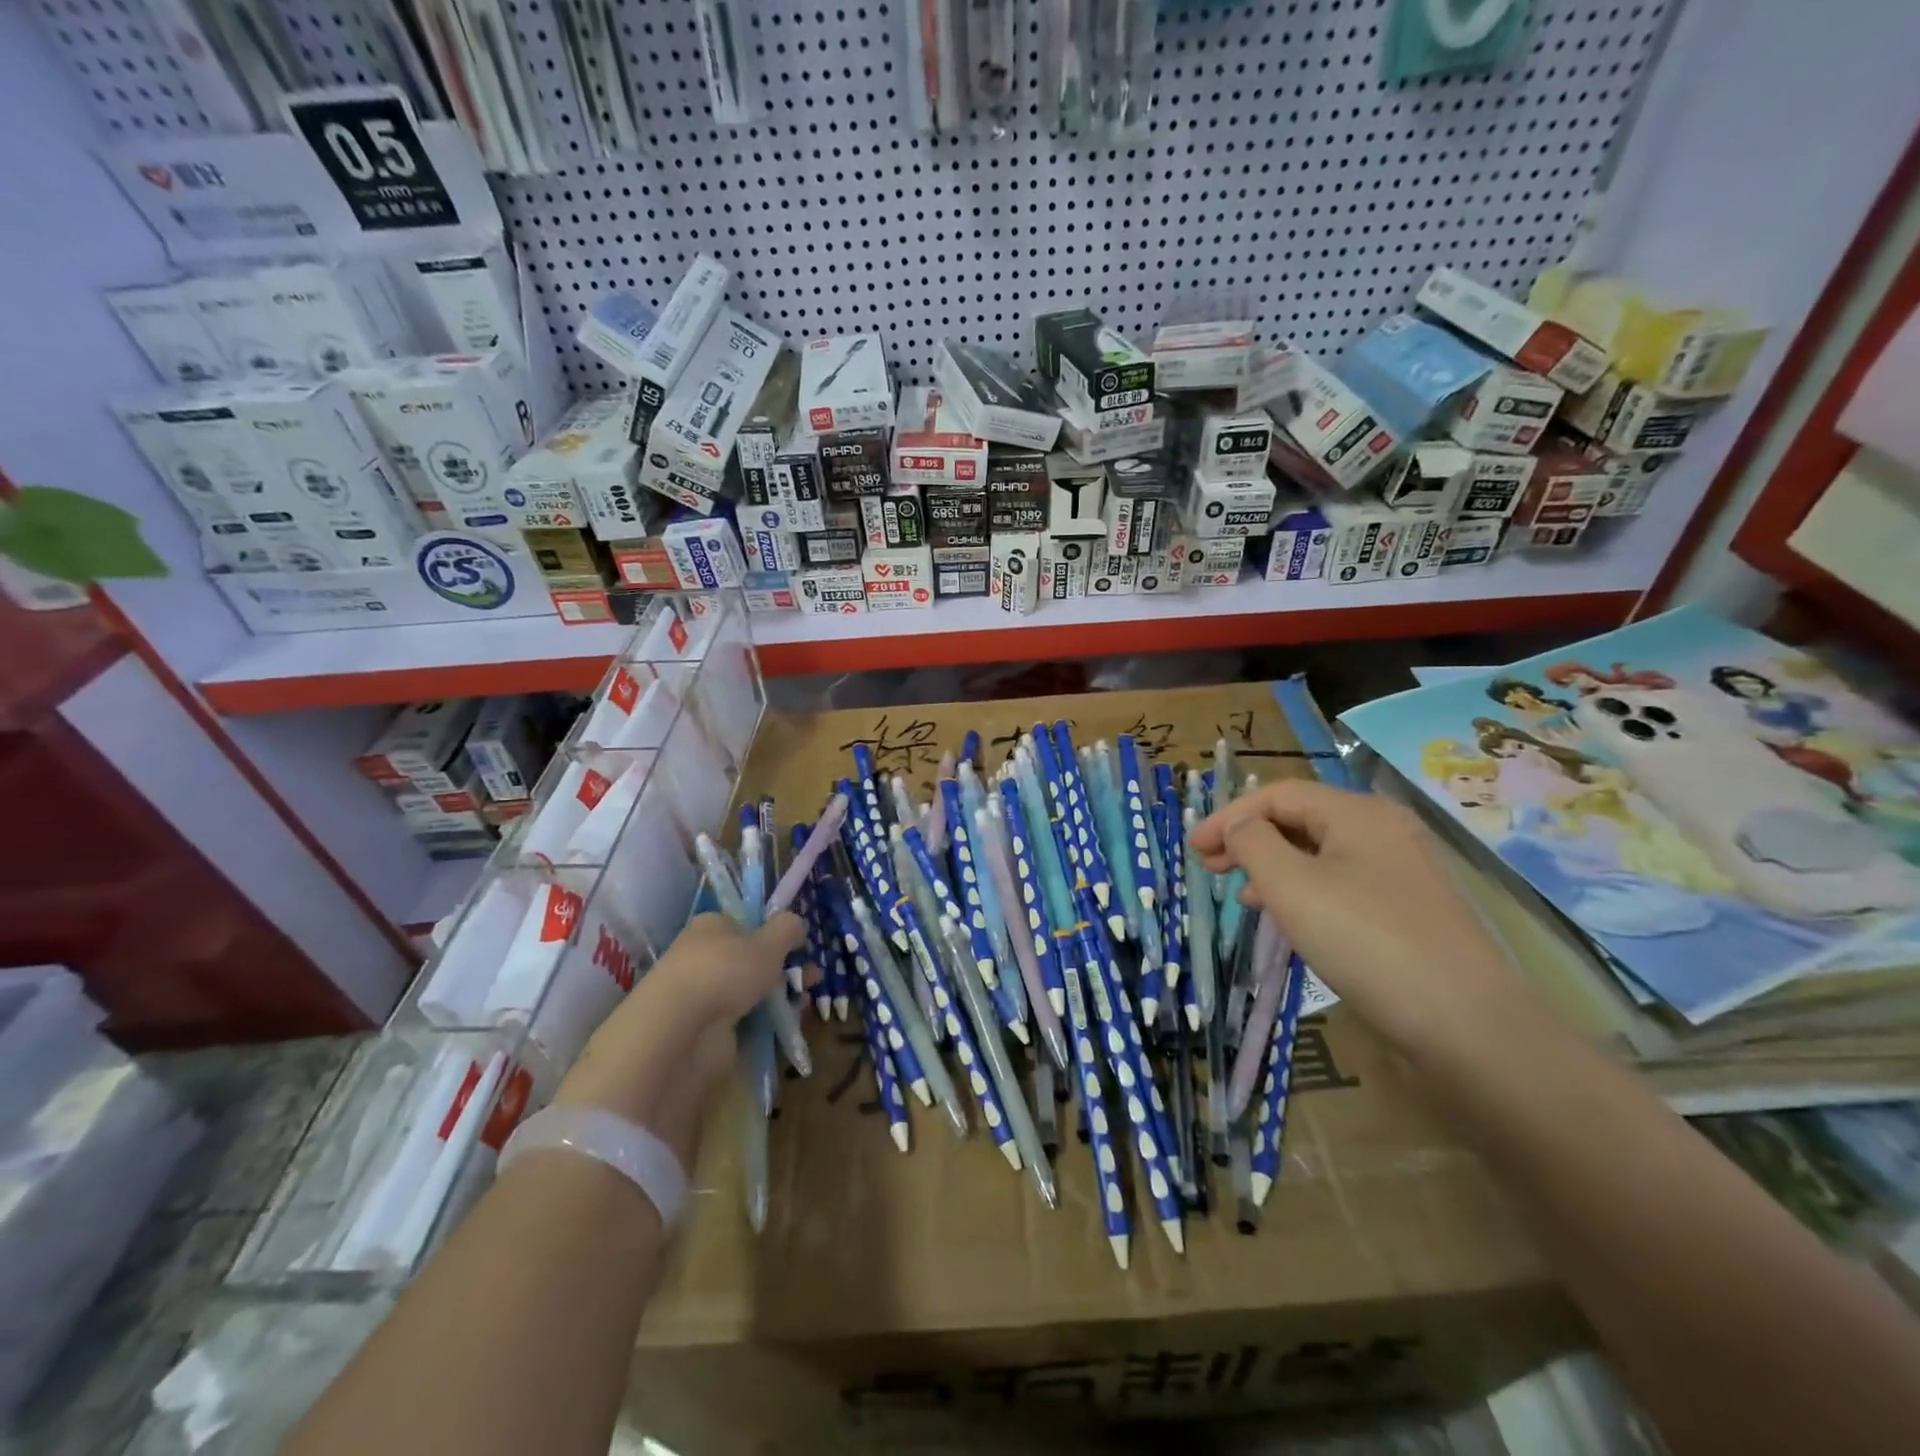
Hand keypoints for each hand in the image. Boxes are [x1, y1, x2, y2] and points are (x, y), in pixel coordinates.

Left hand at [553, 912, 803, 1162]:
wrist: (679, 1032)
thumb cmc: (725, 971)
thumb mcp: (769, 941)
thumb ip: (788, 929)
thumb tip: (797, 925)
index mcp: (711, 926)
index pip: (746, 924)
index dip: (775, 934)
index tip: (801, 947)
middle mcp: (702, 956)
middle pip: (751, 958)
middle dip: (785, 967)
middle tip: (813, 978)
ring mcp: (702, 995)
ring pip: (750, 990)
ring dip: (779, 995)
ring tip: (805, 1004)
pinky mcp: (704, 1030)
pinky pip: (744, 1020)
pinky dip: (765, 1021)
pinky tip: (786, 1023)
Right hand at [1189, 780, 1516, 1058]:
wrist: (1467, 1025)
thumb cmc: (1365, 941)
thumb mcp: (1291, 886)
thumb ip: (1253, 843)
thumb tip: (1238, 825)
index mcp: (1356, 813)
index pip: (1277, 795)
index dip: (1228, 815)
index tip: (1193, 849)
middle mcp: (1383, 830)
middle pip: (1300, 819)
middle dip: (1248, 838)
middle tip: (1210, 867)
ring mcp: (1400, 870)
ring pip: (1319, 852)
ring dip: (1272, 865)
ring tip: (1242, 894)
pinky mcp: (1408, 909)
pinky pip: (1341, 882)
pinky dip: (1304, 889)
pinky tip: (1289, 917)